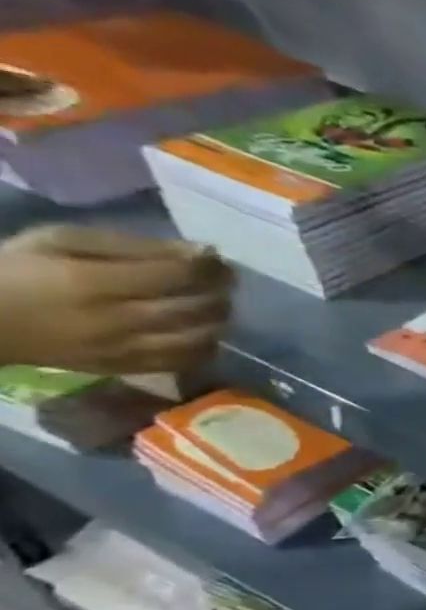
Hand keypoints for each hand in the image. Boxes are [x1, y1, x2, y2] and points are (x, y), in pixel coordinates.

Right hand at [0, 225, 232, 374]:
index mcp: (94, 283)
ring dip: (218, 318)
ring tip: (211, 302)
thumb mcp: (61, 241)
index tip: (215, 257)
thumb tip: (200, 251)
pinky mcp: (125, 368)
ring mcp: (124, 349)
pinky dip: (206, 344)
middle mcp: (116, 320)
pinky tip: (198, 329)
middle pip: (198, 307)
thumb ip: (134, 246)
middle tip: (221, 280)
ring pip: (201, 337)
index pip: (180, 275)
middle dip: (220, 290)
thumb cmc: (16, 271)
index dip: (210, 265)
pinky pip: (187, 361)